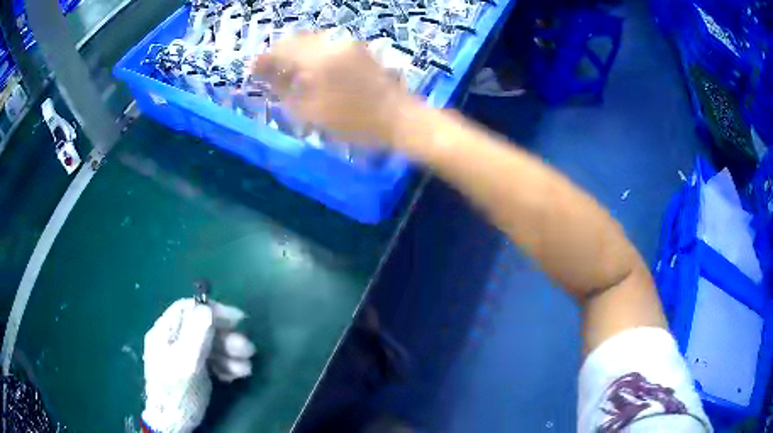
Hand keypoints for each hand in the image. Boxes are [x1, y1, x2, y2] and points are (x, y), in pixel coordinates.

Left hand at [142, 299, 255, 432]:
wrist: (174, 422)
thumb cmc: (177, 391)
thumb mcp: (186, 363)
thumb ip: (196, 335)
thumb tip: (208, 308)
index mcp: (165, 331)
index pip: (188, 309)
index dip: (213, 310)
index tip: (237, 320)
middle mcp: (174, 339)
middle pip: (203, 328)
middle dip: (227, 338)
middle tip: (248, 350)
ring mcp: (184, 355)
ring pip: (211, 346)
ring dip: (231, 355)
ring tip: (246, 369)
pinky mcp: (195, 370)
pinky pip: (213, 361)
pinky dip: (226, 366)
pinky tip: (234, 376)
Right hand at [250, 33, 416, 144]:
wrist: (400, 119)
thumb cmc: (354, 121)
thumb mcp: (310, 111)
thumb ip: (282, 90)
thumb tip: (264, 78)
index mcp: (319, 56)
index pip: (281, 49)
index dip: (264, 60)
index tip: (252, 70)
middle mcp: (333, 42)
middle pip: (297, 40)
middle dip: (279, 55)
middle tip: (268, 74)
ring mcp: (350, 44)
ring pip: (313, 41)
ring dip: (296, 55)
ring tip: (288, 76)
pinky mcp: (360, 50)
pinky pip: (328, 46)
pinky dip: (313, 55)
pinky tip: (311, 72)